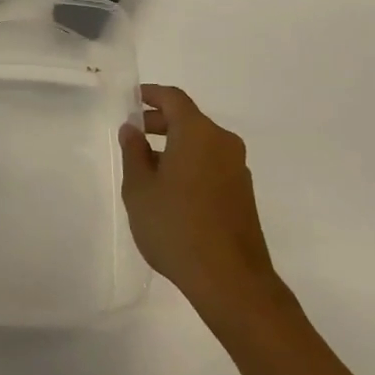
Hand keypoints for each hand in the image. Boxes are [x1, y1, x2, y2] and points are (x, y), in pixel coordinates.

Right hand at [120, 85, 283, 323]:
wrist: (231, 280)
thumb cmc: (176, 226)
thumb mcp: (140, 188)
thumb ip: (133, 153)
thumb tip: (132, 129)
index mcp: (197, 133)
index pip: (173, 98)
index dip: (151, 94)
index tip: (131, 99)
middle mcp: (222, 142)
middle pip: (189, 120)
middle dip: (160, 122)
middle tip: (133, 134)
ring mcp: (237, 168)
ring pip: (201, 143)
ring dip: (174, 146)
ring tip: (147, 167)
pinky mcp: (243, 193)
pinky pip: (212, 164)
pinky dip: (190, 164)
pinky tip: (171, 190)